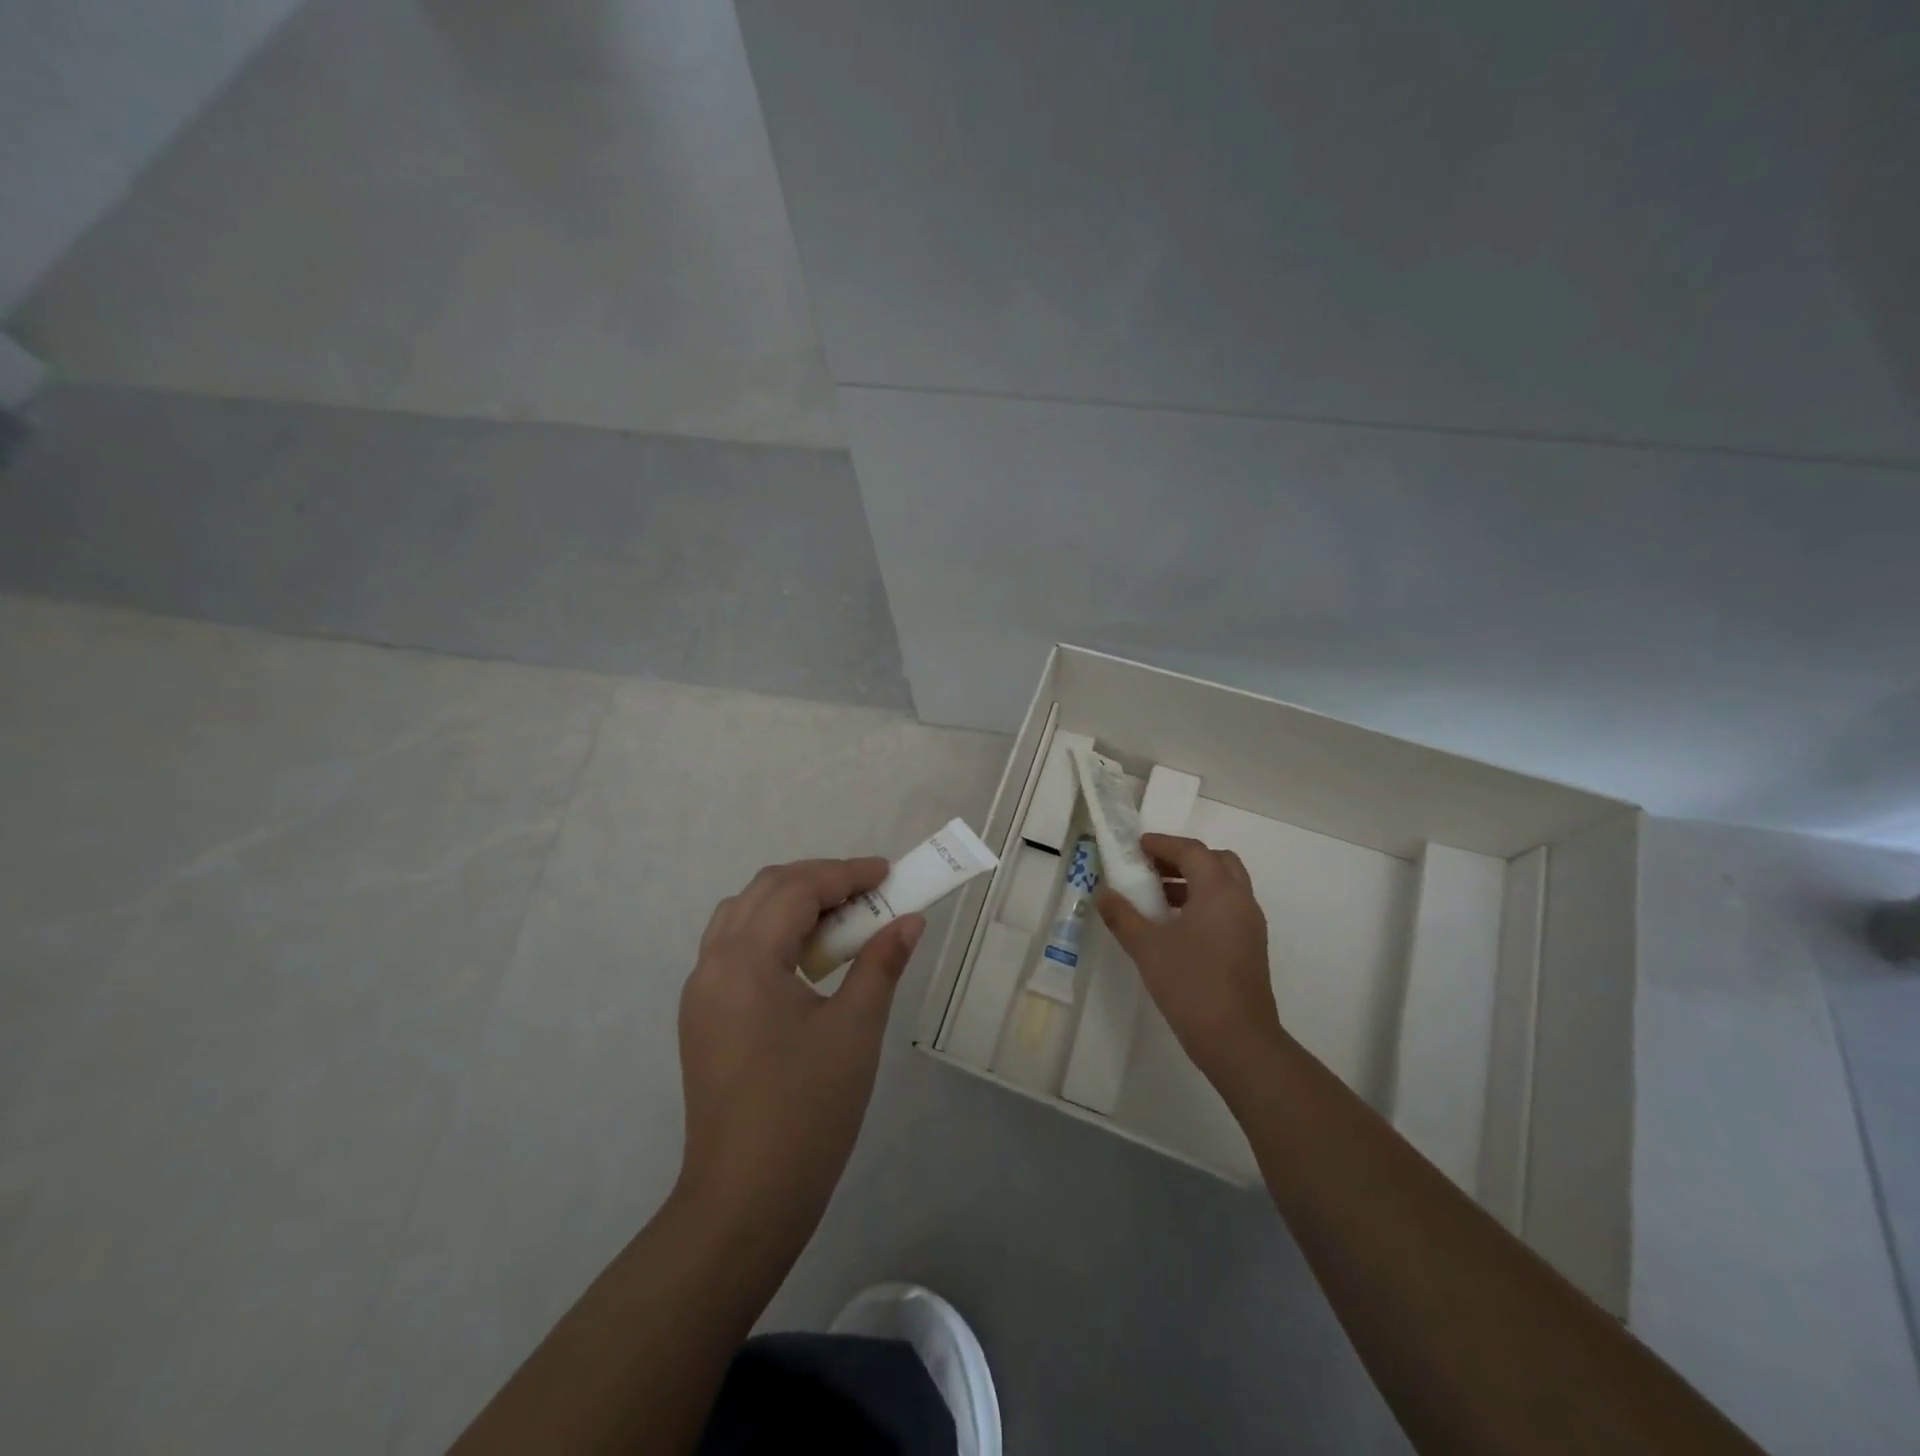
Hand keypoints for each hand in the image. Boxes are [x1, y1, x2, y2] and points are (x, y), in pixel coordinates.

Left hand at [677, 858, 922, 1244]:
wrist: (744, 1202)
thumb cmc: (807, 1111)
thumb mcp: (855, 1030)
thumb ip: (881, 964)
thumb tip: (910, 920)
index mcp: (745, 960)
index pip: (796, 889)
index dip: (845, 874)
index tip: (889, 874)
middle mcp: (713, 964)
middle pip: (764, 891)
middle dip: (818, 881)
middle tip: (868, 893)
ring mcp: (701, 992)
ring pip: (743, 916)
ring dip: (791, 903)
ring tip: (839, 919)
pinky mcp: (703, 1018)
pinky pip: (735, 948)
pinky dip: (772, 933)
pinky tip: (806, 957)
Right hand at [1096, 833, 1281, 1090]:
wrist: (1238, 1041)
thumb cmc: (1191, 985)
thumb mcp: (1147, 948)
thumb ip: (1123, 917)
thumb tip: (1103, 894)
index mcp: (1218, 892)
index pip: (1192, 851)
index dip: (1163, 844)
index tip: (1137, 846)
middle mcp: (1240, 901)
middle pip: (1216, 861)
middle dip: (1183, 858)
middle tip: (1151, 868)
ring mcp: (1250, 925)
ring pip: (1224, 886)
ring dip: (1194, 881)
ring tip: (1157, 896)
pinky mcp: (1251, 947)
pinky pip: (1228, 908)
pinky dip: (1204, 902)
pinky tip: (1176, 925)